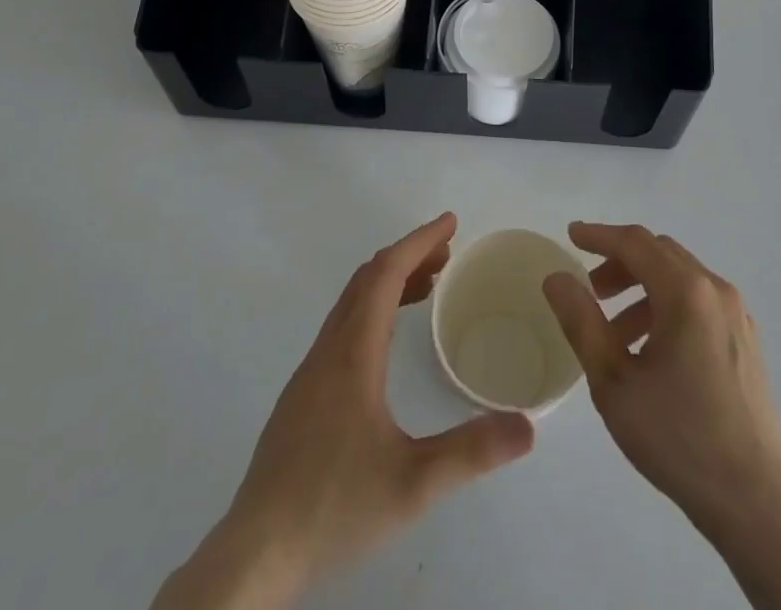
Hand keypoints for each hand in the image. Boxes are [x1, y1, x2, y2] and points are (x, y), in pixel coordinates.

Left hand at [155, 213, 534, 609]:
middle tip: (448, 253)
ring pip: (351, 304)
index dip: (418, 241)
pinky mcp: (301, 398)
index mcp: (352, 354)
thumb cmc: (333, 508)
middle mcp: (328, 351)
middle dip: (408, 255)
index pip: (386, 274)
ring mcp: (309, 374)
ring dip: (389, 283)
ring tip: (429, 287)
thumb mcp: (412, 484)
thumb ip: (471, 452)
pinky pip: (342, 328)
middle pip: (367, 279)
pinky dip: (372, 310)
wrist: (253, 557)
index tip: (450, 223)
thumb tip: (527, 427)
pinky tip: (388, 344)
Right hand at [543, 224, 780, 609]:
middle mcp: (715, 290)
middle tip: (590, 289)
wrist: (754, 501)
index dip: (599, 235)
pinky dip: (667, 307)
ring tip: (614, 333)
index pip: (635, 243)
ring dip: (642, 289)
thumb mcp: (614, 381)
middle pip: (660, 254)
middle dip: (620, 263)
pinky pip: (699, 303)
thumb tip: (556, 277)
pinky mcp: (746, 340)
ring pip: (680, 278)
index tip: (571, 235)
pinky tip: (650, 352)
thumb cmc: (678, 437)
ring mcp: (736, 314)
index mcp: (685, 291)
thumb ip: (581, 321)